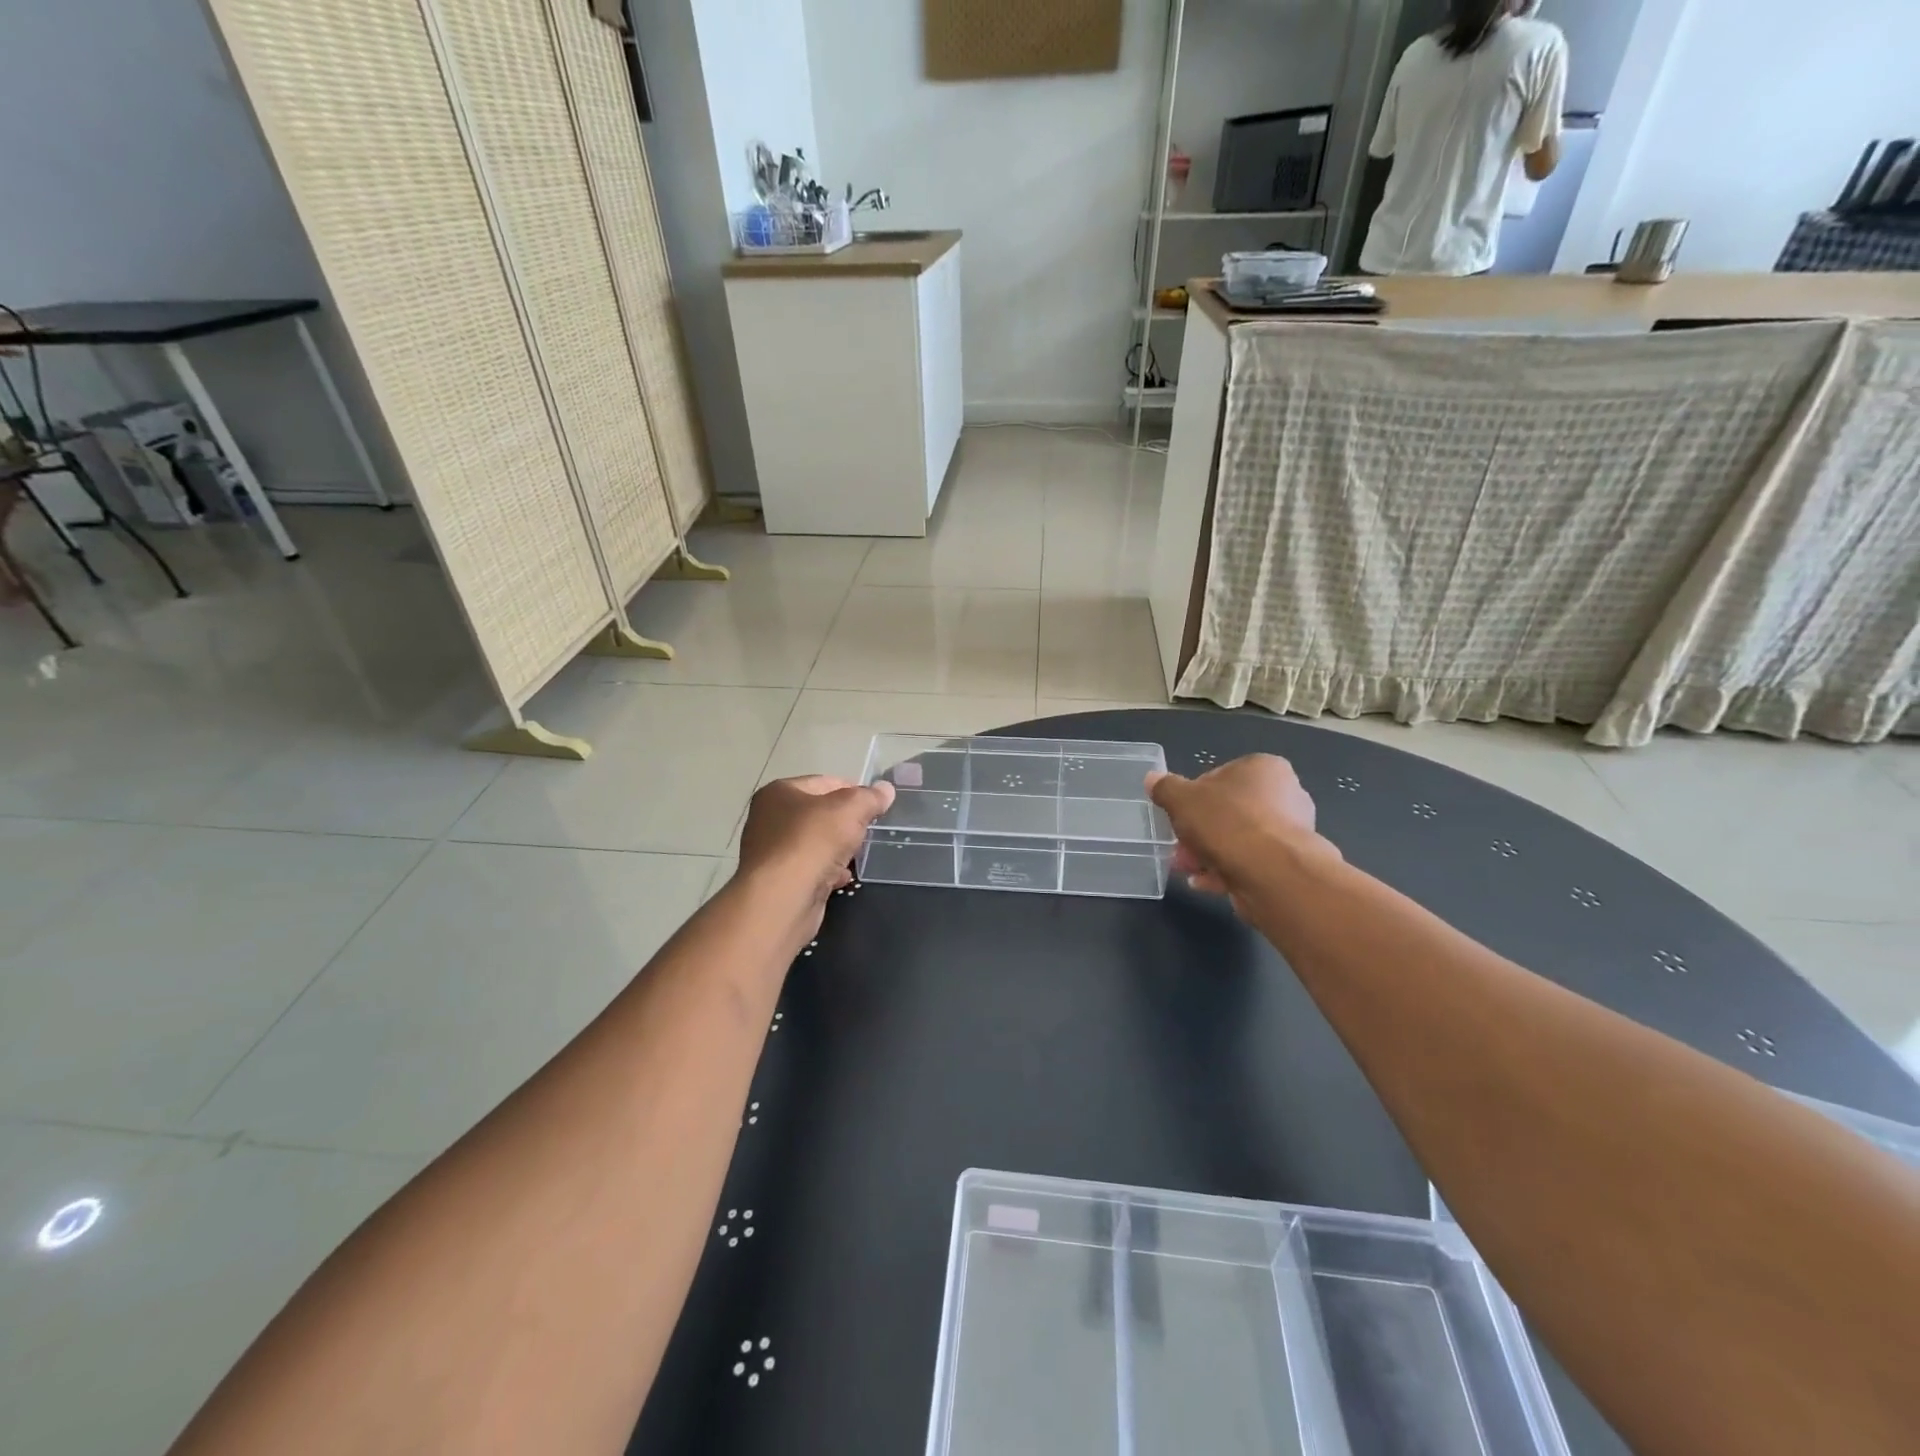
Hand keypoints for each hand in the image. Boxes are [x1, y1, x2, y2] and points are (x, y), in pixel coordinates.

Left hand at [737, 775, 894, 908]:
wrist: (782, 899)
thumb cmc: (812, 842)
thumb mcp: (850, 809)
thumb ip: (869, 797)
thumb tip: (885, 789)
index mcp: (779, 792)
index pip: (824, 782)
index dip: (853, 790)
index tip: (875, 804)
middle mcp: (769, 818)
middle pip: (818, 813)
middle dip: (845, 821)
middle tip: (868, 829)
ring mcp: (772, 852)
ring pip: (815, 843)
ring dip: (837, 848)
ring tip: (858, 853)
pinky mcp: (779, 881)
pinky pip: (810, 868)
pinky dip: (827, 871)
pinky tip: (843, 877)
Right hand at [1146, 755, 1328, 905]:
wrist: (1271, 872)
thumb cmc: (1227, 822)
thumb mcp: (1182, 799)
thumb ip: (1166, 788)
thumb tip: (1153, 779)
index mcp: (1264, 768)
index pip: (1220, 776)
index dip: (1193, 796)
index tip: (1178, 815)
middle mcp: (1284, 795)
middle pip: (1228, 811)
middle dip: (1199, 831)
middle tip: (1178, 846)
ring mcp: (1290, 832)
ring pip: (1237, 839)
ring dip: (1208, 853)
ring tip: (1186, 867)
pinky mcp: (1288, 864)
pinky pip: (1249, 862)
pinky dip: (1226, 871)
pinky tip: (1203, 882)